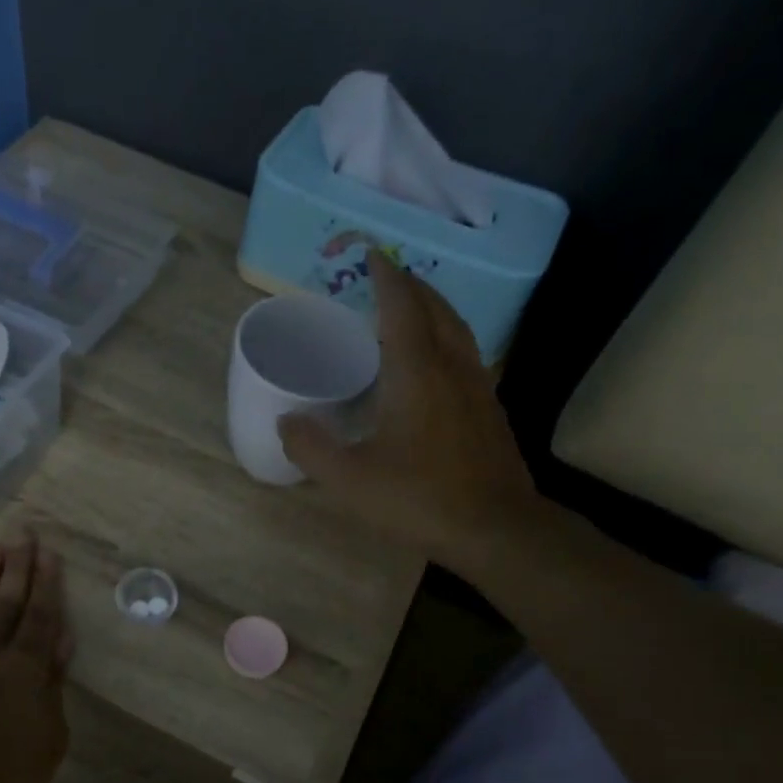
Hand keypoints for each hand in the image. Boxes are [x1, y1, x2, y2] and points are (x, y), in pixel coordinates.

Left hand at [0, 532, 73, 782]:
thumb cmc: (3, 775)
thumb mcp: (49, 739)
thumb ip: (53, 687)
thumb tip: (60, 643)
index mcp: (26, 667)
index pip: (40, 615)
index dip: (47, 583)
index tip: (48, 553)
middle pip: (6, 600)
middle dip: (17, 567)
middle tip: (22, 534)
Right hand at [279, 252, 543, 574]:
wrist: (495, 528)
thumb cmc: (419, 498)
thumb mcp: (350, 480)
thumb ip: (311, 448)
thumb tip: (286, 421)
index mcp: (416, 372)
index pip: (401, 307)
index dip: (386, 277)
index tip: (373, 255)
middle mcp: (451, 367)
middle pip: (435, 309)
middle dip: (411, 286)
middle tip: (388, 277)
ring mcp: (477, 387)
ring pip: (457, 330)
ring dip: (433, 309)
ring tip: (411, 309)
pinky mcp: (489, 410)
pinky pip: (466, 354)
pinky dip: (446, 338)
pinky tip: (435, 362)